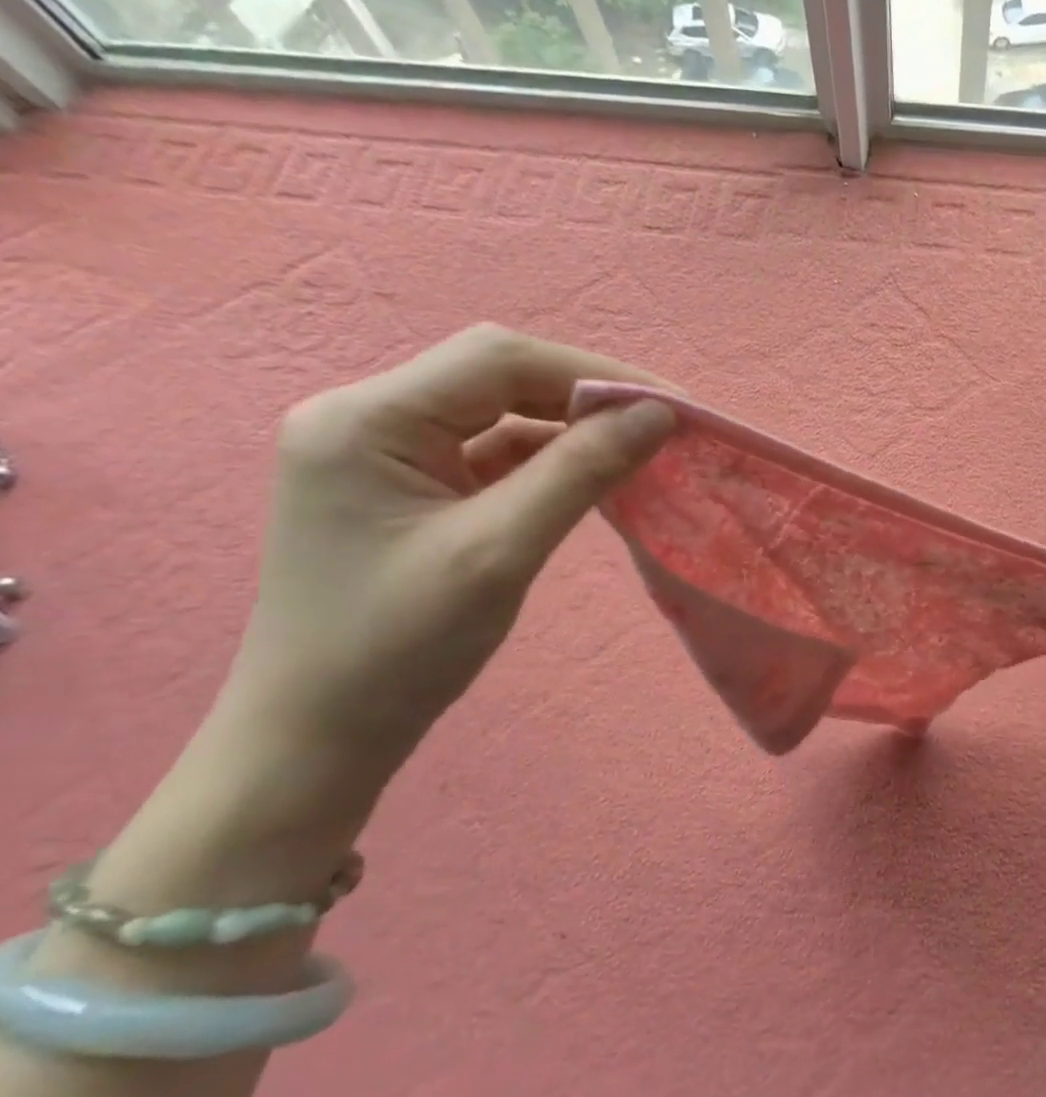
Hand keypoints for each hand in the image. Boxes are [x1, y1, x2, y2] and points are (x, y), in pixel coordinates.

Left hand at [223, 325, 675, 795]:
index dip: (596, 373)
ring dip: (572, 427)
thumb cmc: (399, 648)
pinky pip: (491, 452)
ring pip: (500, 412)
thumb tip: (658, 414)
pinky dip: (548, 458)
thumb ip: (580, 472)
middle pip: (498, 377)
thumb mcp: (501, 551)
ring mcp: (385, 453)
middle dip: (587, 397)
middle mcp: (367, 418)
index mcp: (367, 420)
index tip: (672, 406)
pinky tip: (592, 475)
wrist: (322, 735)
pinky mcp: (408, 486)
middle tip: (664, 427)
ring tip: (639, 448)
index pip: (499, 361)